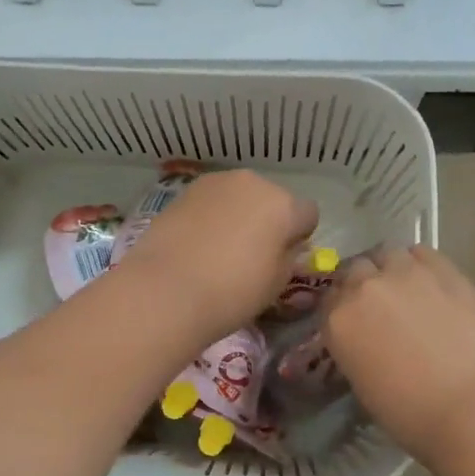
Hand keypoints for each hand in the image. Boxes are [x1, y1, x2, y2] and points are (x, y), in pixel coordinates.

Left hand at [112, 171, 319, 345]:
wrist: (167, 289)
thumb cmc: (232, 292)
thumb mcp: (277, 284)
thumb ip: (288, 256)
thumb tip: (285, 245)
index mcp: (284, 205)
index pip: (307, 215)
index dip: (299, 236)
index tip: (283, 258)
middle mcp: (253, 183)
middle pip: (271, 199)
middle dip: (267, 220)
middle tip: (251, 254)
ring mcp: (216, 183)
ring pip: (239, 196)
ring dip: (238, 214)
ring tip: (220, 248)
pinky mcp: (185, 191)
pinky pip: (211, 201)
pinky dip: (211, 216)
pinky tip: (197, 243)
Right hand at [324, 246, 474, 464]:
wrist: (472, 405)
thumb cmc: (411, 413)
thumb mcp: (363, 384)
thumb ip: (355, 349)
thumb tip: (367, 340)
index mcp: (338, 321)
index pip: (328, 299)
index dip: (341, 308)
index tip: (354, 320)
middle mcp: (364, 288)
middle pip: (354, 269)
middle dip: (362, 283)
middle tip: (379, 305)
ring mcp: (404, 273)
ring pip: (386, 254)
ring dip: (389, 268)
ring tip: (405, 288)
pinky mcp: (443, 269)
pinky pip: (422, 252)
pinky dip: (420, 263)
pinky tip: (430, 282)